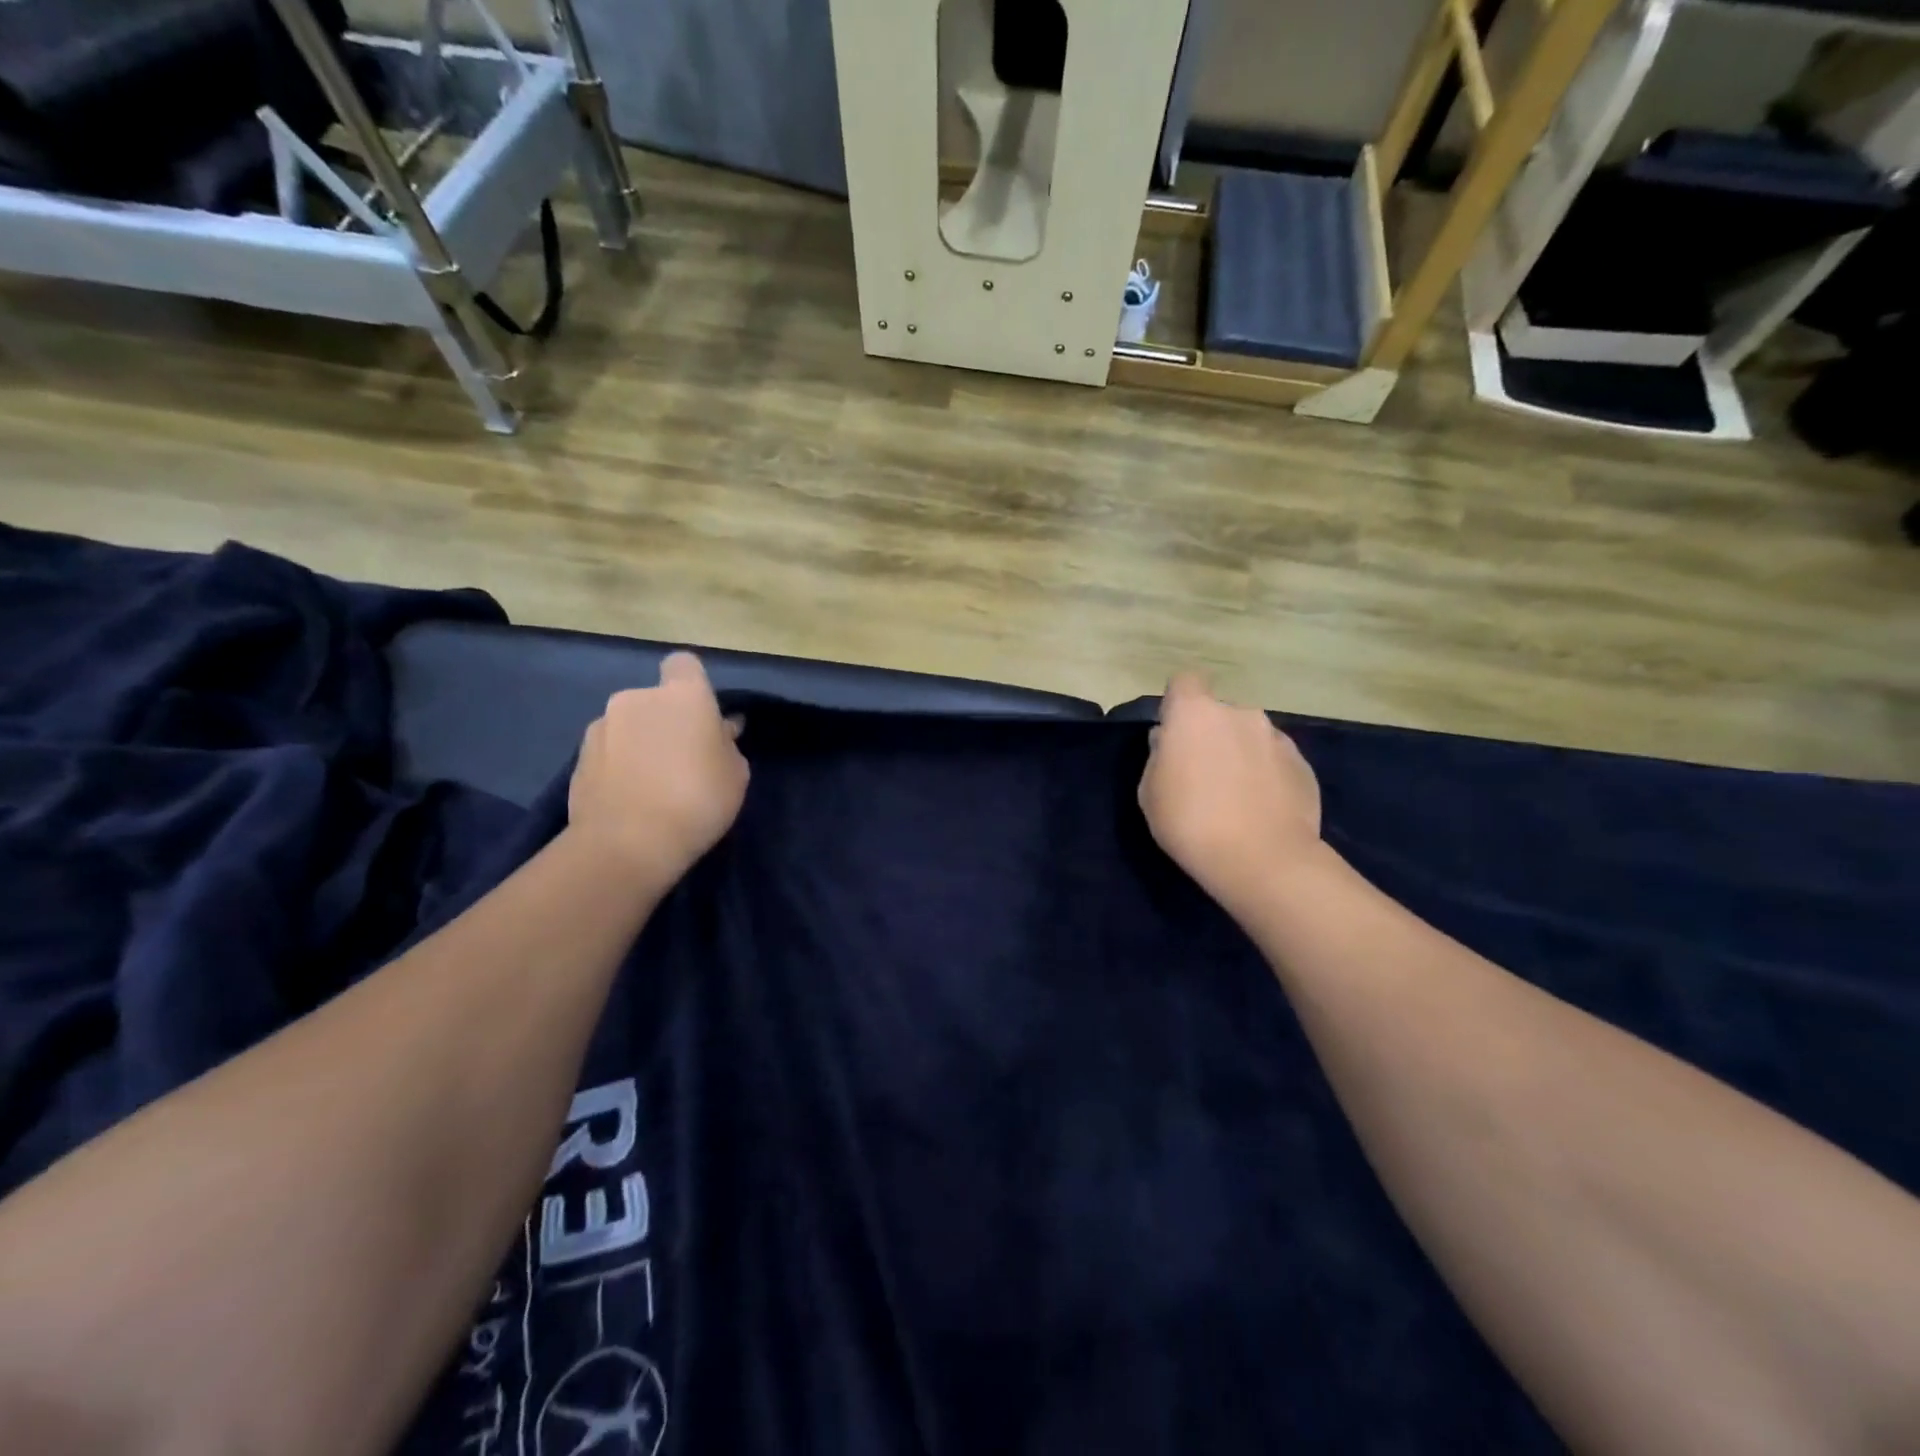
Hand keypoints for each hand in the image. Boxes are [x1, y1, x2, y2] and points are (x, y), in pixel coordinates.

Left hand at [567, 652, 749, 886]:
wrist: (626, 845)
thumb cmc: (697, 800)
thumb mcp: (735, 774)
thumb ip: (726, 744)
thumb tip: (719, 730)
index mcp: (682, 695)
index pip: (684, 664)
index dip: (693, 684)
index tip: (703, 716)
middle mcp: (636, 699)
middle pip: (655, 700)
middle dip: (666, 721)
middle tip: (683, 760)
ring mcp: (601, 727)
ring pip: (629, 726)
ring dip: (640, 743)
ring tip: (653, 785)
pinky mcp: (577, 758)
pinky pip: (608, 752)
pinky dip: (619, 766)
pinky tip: (630, 799)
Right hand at [1138, 672, 1321, 908]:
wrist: (1262, 860)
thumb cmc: (1189, 822)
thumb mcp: (1150, 793)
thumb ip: (1159, 756)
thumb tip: (1169, 741)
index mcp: (1195, 713)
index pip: (1185, 681)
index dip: (1178, 702)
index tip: (1174, 732)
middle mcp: (1239, 714)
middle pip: (1220, 713)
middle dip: (1212, 734)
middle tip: (1203, 774)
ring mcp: (1276, 737)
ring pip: (1250, 736)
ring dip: (1241, 754)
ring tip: (1237, 796)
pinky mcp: (1303, 764)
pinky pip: (1275, 760)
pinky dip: (1267, 775)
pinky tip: (1262, 808)